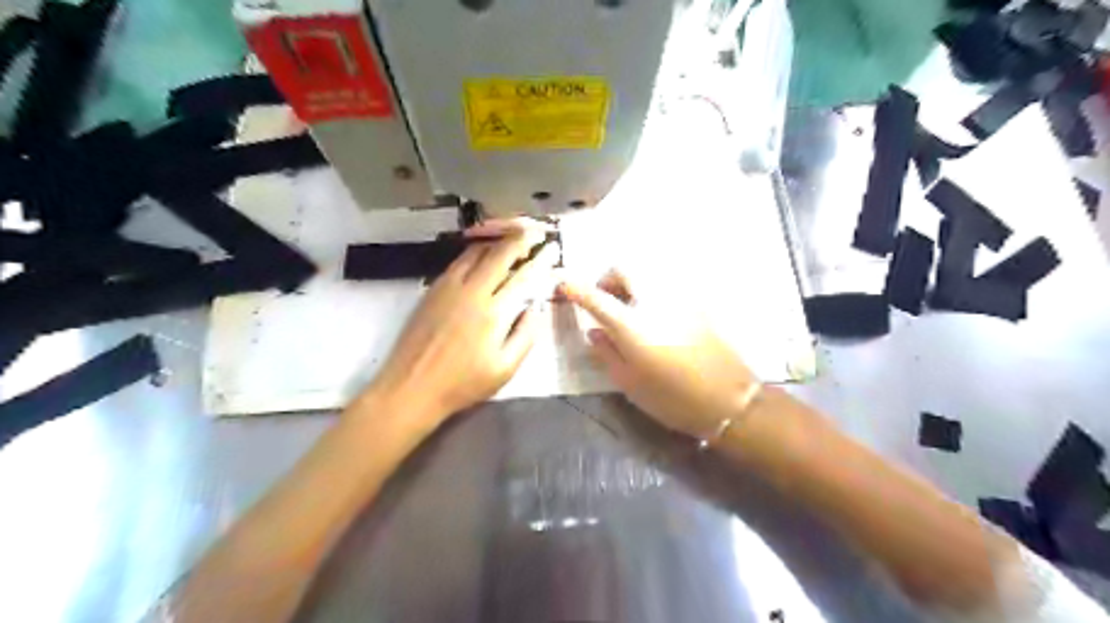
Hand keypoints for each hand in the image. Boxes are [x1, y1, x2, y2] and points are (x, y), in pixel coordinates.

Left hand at [366, 219, 560, 433]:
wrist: (412, 387)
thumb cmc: (463, 383)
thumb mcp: (505, 368)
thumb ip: (526, 335)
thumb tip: (537, 308)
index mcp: (493, 312)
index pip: (523, 276)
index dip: (540, 260)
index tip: (552, 249)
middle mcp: (472, 291)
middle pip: (499, 254)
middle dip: (521, 239)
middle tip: (535, 231)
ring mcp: (449, 287)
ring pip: (477, 252)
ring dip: (498, 242)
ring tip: (512, 238)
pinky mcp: (433, 289)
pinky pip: (459, 261)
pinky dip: (476, 252)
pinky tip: (483, 256)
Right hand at [559, 270, 758, 437]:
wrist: (728, 399)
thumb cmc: (673, 398)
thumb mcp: (629, 384)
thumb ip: (607, 353)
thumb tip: (594, 331)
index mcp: (632, 326)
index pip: (596, 297)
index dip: (575, 288)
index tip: (563, 284)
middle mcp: (654, 302)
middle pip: (624, 268)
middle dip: (607, 279)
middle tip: (605, 301)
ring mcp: (678, 299)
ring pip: (646, 272)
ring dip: (629, 282)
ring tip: (629, 309)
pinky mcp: (695, 303)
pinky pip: (665, 285)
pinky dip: (650, 291)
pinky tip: (654, 316)